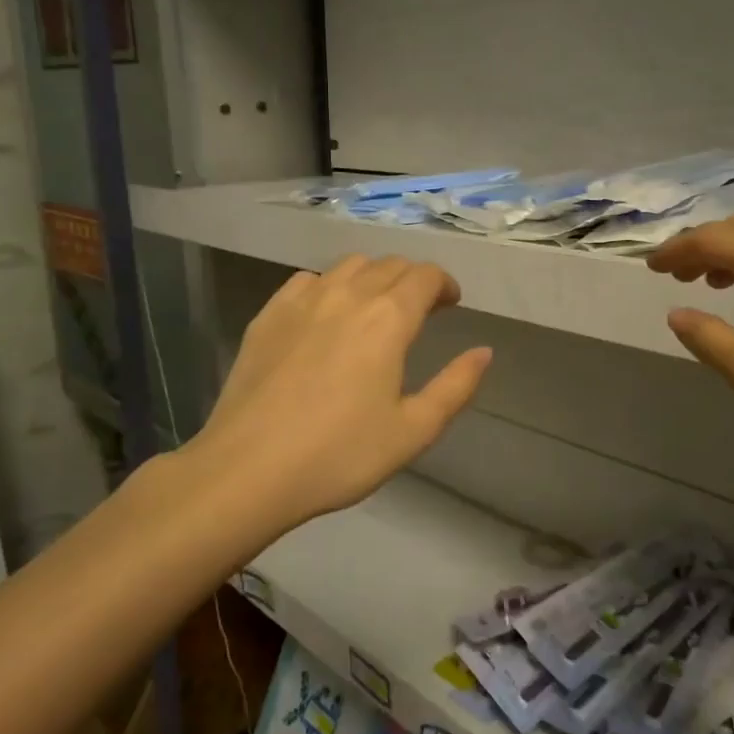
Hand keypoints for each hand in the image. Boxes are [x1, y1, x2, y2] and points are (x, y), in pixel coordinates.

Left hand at [182, 255, 491, 534]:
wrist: (249, 469)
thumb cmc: (340, 454)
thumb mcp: (413, 430)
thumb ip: (456, 386)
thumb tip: (484, 352)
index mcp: (388, 319)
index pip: (425, 276)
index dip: (444, 283)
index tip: (451, 302)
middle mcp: (347, 295)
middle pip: (389, 265)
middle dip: (412, 279)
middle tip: (420, 308)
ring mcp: (302, 301)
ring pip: (348, 266)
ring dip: (372, 277)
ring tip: (375, 308)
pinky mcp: (267, 315)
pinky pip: (307, 280)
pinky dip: (329, 286)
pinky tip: (325, 314)